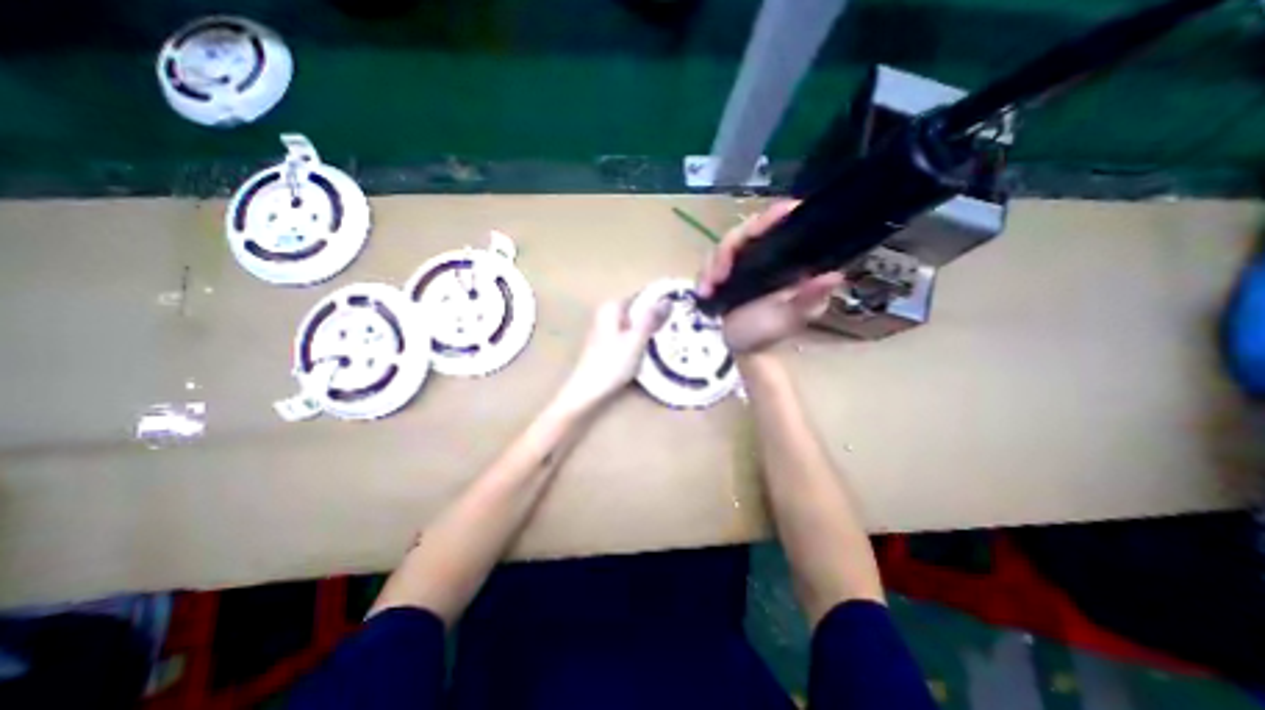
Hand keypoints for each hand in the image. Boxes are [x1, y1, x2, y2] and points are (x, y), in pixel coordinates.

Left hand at [555, 298, 672, 411]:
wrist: (588, 390)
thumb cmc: (612, 364)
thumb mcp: (636, 340)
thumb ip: (651, 319)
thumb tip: (668, 300)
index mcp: (612, 307)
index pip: (643, 296)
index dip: (661, 302)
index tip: (680, 311)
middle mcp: (607, 314)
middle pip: (639, 310)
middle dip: (656, 317)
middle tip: (678, 327)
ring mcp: (606, 329)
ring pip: (635, 324)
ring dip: (650, 330)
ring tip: (669, 338)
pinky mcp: (607, 344)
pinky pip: (630, 335)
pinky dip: (640, 340)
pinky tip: (650, 351)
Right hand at [696, 200, 841, 353]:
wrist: (739, 348)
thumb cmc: (768, 332)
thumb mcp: (790, 318)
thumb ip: (808, 299)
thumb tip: (833, 276)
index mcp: (787, 260)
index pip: (782, 225)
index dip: (773, 217)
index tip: (765, 222)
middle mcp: (764, 254)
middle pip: (745, 231)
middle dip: (729, 248)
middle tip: (720, 274)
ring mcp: (741, 262)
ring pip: (724, 246)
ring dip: (713, 265)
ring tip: (708, 289)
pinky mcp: (722, 272)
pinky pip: (709, 263)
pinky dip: (704, 276)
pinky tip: (703, 292)